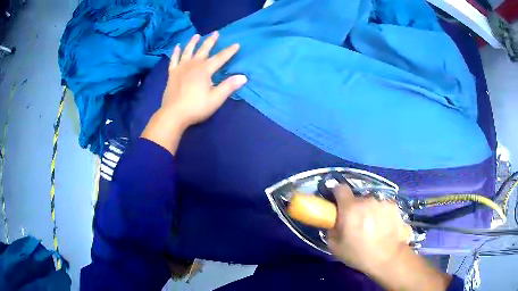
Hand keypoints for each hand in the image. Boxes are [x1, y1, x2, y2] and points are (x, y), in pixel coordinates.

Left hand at [162, 31, 246, 128]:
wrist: (173, 114)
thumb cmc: (196, 107)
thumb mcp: (215, 99)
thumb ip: (228, 86)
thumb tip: (243, 77)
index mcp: (205, 70)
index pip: (220, 58)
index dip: (229, 51)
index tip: (236, 44)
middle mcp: (193, 65)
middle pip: (203, 50)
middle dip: (211, 41)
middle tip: (215, 33)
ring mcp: (181, 68)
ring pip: (188, 51)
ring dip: (193, 42)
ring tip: (197, 35)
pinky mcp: (172, 74)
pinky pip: (174, 59)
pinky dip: (176, 52)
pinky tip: (177, 47)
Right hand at [328, 185, 410, 275]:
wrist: (388, 257)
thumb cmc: (359, 254)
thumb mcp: (335, 247)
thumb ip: (332, 229)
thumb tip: (335, 222)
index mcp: (350, 208)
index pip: (340, 188)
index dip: (337, 193)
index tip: (338, 203)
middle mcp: (366, 200)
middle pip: (357, 199)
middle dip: (355, 209)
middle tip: (357, 224)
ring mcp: (382, 202)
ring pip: (371, 203)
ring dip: (369, 211)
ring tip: (373, 227)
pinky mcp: (393, 206)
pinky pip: (383, 206)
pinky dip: (381, 213)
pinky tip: (384, 226)